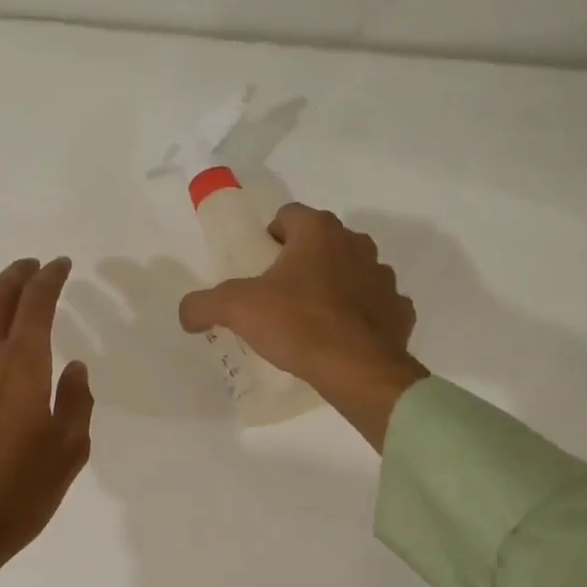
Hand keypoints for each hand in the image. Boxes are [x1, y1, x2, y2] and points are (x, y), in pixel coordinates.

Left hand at [0, 257, 92, 586]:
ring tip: (7, 294)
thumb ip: (75, 402)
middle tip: (33, 266)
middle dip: (17, 276)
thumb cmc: (16, 493)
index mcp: (21, 365)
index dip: (50, 279)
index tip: (62, 265)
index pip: (36, 303)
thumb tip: (73, 367)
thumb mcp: (68, 452)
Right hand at [178, 205, 427, 450]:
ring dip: (334, 285)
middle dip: (302, 261)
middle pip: (322, 242)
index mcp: (319, 232)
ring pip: (352, 271)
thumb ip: (203, 304)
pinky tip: (342, 337)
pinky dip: (360, 315)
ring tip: (311, 317)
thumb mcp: (237, 310)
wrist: (358, 370)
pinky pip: (376, 305)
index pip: (289, 215)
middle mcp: (356, 244)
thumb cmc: (298, 325)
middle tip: (279, 293)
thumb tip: (187, 314)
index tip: (258, 265)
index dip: (269, 236)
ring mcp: (383, 277)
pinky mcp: (399, 311)